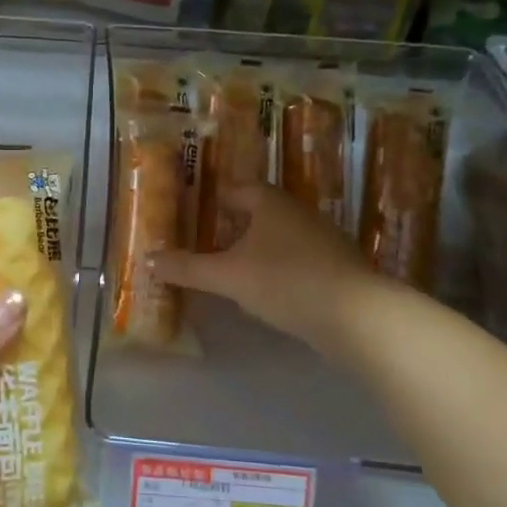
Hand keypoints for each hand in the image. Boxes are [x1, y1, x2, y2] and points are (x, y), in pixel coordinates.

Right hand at [153, 186, 372, 358]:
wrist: (358, 316)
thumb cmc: (285, 281)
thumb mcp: (228, 276)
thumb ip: (188, 268)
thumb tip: (148, 260)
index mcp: (271, 202)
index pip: (237, 190)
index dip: (214, 201)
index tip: (194, 217)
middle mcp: (298, 212)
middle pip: (259, 213)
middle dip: (233, 227)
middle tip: (206, 246)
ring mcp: (323, 238)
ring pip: (279, 237)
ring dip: (257, 250)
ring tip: (231, 272)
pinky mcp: (337, 267)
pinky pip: (298, 260)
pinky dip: (279, 269)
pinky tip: (268, 293)